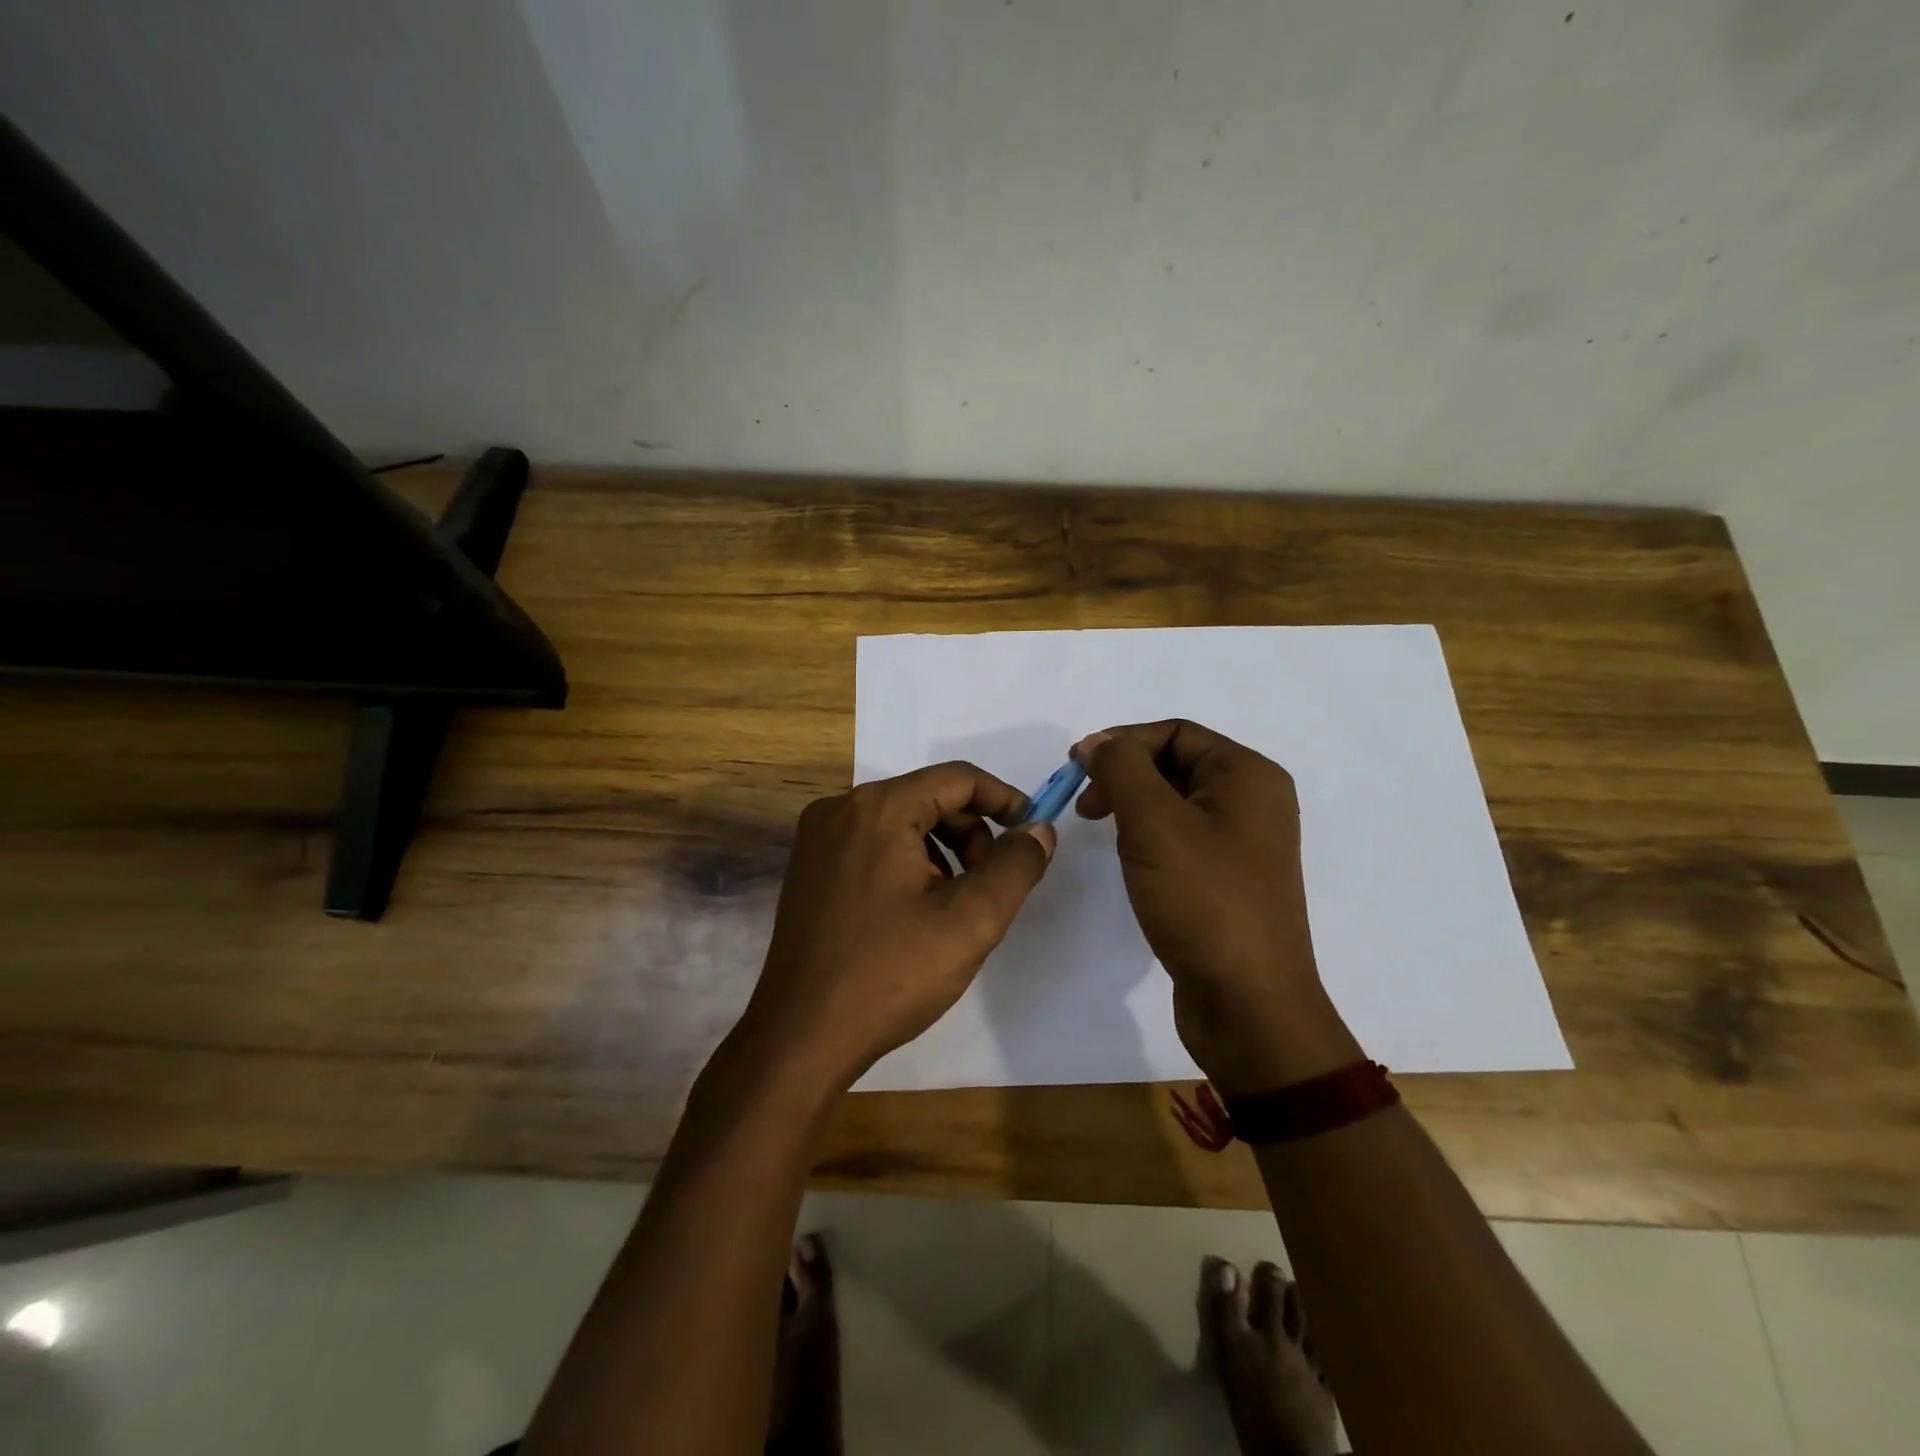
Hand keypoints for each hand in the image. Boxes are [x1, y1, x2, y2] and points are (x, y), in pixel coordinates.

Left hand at [733, 762, 1055, 1092]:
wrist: (801, 1037)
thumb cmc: (890, 975)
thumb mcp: (970, 921)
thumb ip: (1015, 866)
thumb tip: (1039, 830)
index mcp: (878, 809)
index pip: (957, 778)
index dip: (1004, 799)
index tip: (1031, 834)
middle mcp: (841, 809)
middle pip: (928, 797)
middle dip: (972, 834)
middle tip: (992, 885)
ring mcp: (818, 839)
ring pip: (902, 822)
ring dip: (943, 852)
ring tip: (955, 906)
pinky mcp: (809, 868)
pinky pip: (874, 845)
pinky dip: (909, 863)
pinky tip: (917, 912)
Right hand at [1075, 721, 1360, 1093]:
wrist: (1249, 1003)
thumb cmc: (1204, 900)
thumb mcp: (1154, 822)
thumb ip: (1121, 768)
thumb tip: (1097, 743)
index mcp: (1248, 776)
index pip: (1175, 733)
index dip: (1121, 742)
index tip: (1076, 769)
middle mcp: (1253, 802)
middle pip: (1175, 763)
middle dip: (1124, 775)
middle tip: (1085, 805)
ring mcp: (1243, 844)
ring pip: (1174, 802)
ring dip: (1132, 805)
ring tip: (1102, 830)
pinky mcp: (1228, 880)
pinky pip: (1181, 838)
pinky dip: (1148, 837)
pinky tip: (1130, 859)